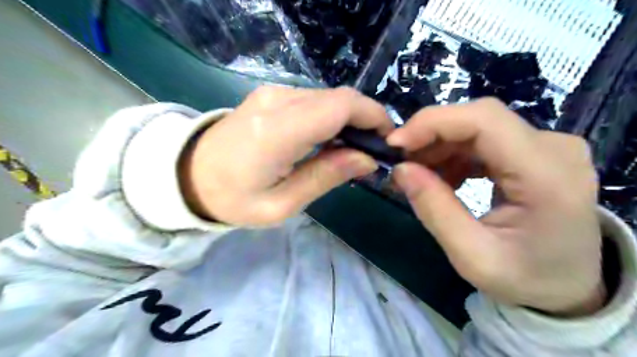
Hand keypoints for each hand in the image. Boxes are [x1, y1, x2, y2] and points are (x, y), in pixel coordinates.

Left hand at [178, 87, 396, 225]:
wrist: (188, 175)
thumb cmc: (233, 199)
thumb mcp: (282, 204)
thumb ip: (326, 176)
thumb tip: (367, 159)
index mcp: (277, 131)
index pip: (340, 106)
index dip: (373, 117)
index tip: (388, 141)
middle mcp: (276, 101)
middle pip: (339, 98)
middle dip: (366, 120)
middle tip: (373, 151)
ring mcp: (272, 93)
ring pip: (329, 97)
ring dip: (349, 119)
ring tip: (352, 149)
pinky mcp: (270, 95)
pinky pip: (314, 100)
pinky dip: (331, 116)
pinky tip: (330, 139)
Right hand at [386, 97, 603, 317]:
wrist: (568, 285)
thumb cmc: (525, 278)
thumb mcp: (472, 257)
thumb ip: (434, 210)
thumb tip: (400, 169)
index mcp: (547, 176)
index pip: (485, 120)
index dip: (433, 123)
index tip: (395, 143)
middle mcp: (554, 148)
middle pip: (479, 118)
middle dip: (431, 135)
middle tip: (401, 162)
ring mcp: (547, 146)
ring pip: (478, 126)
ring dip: (440, 146)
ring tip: (419, 175)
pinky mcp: (534, 151)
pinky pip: (484, 139)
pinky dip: (454, 154)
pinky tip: (444, 177)